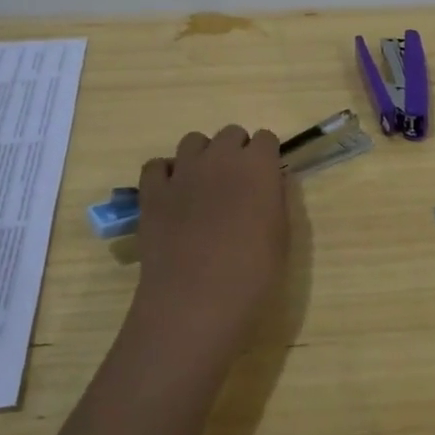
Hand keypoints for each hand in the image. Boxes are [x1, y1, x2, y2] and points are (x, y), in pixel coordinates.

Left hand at [132, 125, 289, 350]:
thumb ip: (275, 200)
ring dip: (203, 156)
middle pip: (230, 134)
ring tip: (204, 187)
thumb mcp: (282, 236)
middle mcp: (220, 158)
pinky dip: (166, 174)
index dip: (266, 157)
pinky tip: (173, 195)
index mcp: (258, 166)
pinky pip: (157, 165)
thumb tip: (269, 184)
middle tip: (237, 184)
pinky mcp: (152, 191)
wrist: (196, 300)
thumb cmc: (253, 274)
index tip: (266, 178)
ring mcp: (182, 172)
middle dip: (236, 151)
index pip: (266, 138)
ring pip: (193, 141)